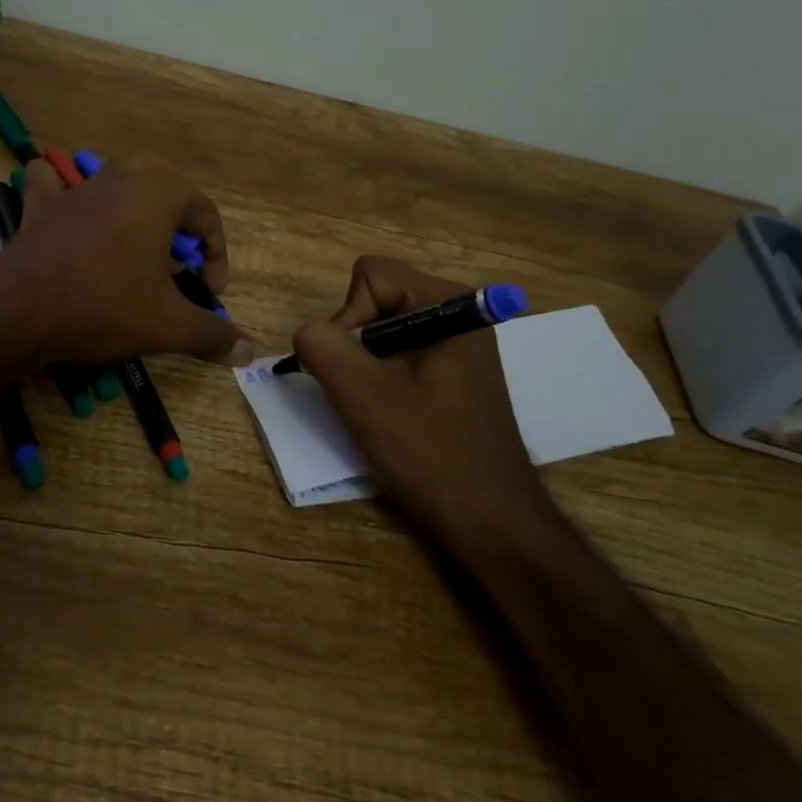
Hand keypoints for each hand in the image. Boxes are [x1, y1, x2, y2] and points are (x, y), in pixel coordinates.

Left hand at [0, 157, 256, 367]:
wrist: (18, 310)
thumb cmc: (105, 305)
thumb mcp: (168, 324)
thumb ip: (213, 334)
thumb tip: (250, 351)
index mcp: (160, 191)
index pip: (206, 216)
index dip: (216, 257)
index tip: (209, 294)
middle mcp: (122, 176)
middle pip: (168, 201)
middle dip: (179, 238)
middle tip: (177, 278)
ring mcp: (78, 187)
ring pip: (120, 192)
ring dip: (137, 221)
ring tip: (137, 261)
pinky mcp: (43, 205)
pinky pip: (58, 187)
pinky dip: (65, 193)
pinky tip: (68, 210)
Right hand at [292, 256, 552, 549]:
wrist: (494, 524)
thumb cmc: (431, 453)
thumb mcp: (363, 395)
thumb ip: (322, 346)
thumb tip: (308, 332)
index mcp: (448, 303)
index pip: (369, 277)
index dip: (347, 318)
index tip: (354, 371)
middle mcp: (458, 313)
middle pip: (376, 299)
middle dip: (355, 343)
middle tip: (364, 394)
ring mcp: (460, 344)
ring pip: (383, 330)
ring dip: (367, 366)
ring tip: (379, 410)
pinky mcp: (456, 373)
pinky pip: (401, 355)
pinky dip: (384, 379)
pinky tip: (394, 417)